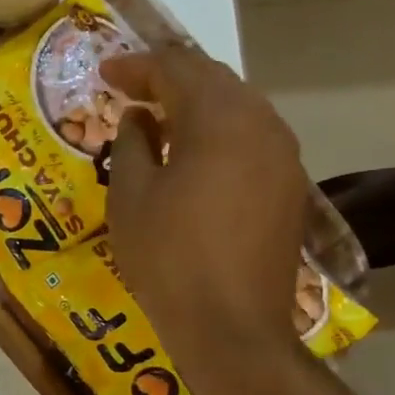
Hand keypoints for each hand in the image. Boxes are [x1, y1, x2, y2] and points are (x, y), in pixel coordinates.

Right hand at [102, 46, 309, 349]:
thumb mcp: (130, 197)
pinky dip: (219, 133)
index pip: (176, 68)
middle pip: (213, 80)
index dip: (136, 67)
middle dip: (169, 78)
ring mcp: (283, 156)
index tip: (105, 74)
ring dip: (197, 105)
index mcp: (219, 118)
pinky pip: (251, 139)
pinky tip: (195, 156)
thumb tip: (139, 118)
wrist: (232, 327)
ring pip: (238, 107)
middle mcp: (261, 123)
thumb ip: (132, 143)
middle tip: (130, 90)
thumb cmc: (168, 257)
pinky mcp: (289, 187)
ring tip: (160, 119)